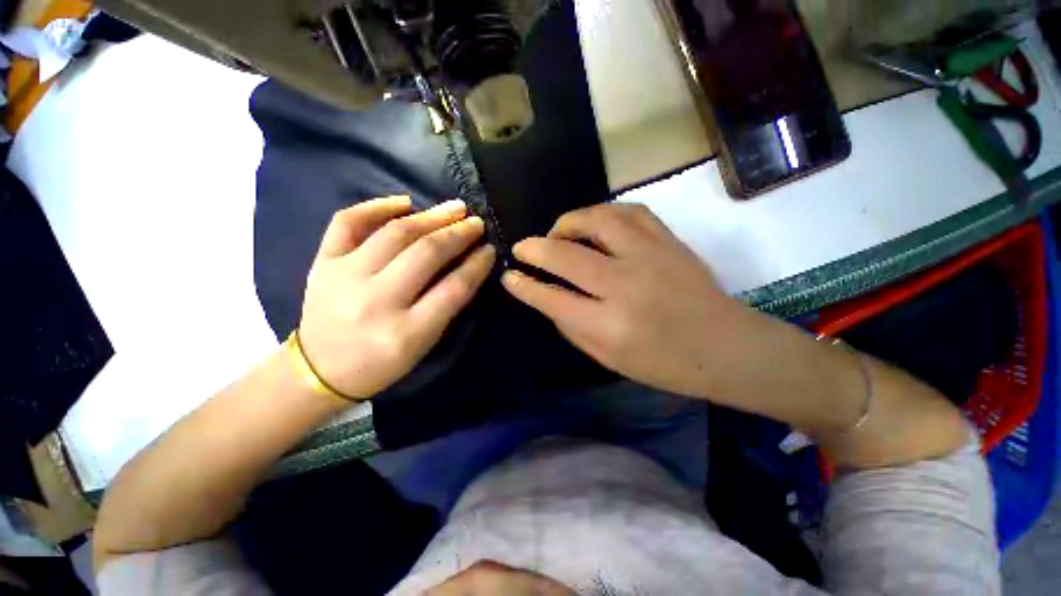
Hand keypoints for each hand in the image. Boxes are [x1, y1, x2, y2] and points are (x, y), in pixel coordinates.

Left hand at [298, 196, 494, 399]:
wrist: (320, 371)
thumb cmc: (381, 364)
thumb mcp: (424, 345)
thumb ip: (447, 306)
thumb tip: (469, 265)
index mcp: (406, 333)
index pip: (453, 289)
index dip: (477, 265)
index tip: (489, 249)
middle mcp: (376, 302)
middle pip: (426, 254)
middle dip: (458, 234)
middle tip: (476, 223)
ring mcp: (344, 278)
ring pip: (395, 233)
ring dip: (431, 216)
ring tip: (455, 209)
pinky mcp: (322, 263)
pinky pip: (348, 222)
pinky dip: (378, 206)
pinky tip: (404, 202)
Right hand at [502, 203, 737, 396]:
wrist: (727, 346)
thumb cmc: (664, 364)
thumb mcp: (608, 358)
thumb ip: (572, 327)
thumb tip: (546, 297)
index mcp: (609, 325)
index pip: (552, 298)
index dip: (524, 286)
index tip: (509, 277)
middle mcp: (625, 285)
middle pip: (566, 255)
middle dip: (534, 248)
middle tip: (521, 248)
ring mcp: (649, 256)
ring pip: (596, 220)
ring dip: (567, 223)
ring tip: (558, 234)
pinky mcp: (667, 240)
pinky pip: (628, 211)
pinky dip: (602, 212)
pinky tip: (594, 224)